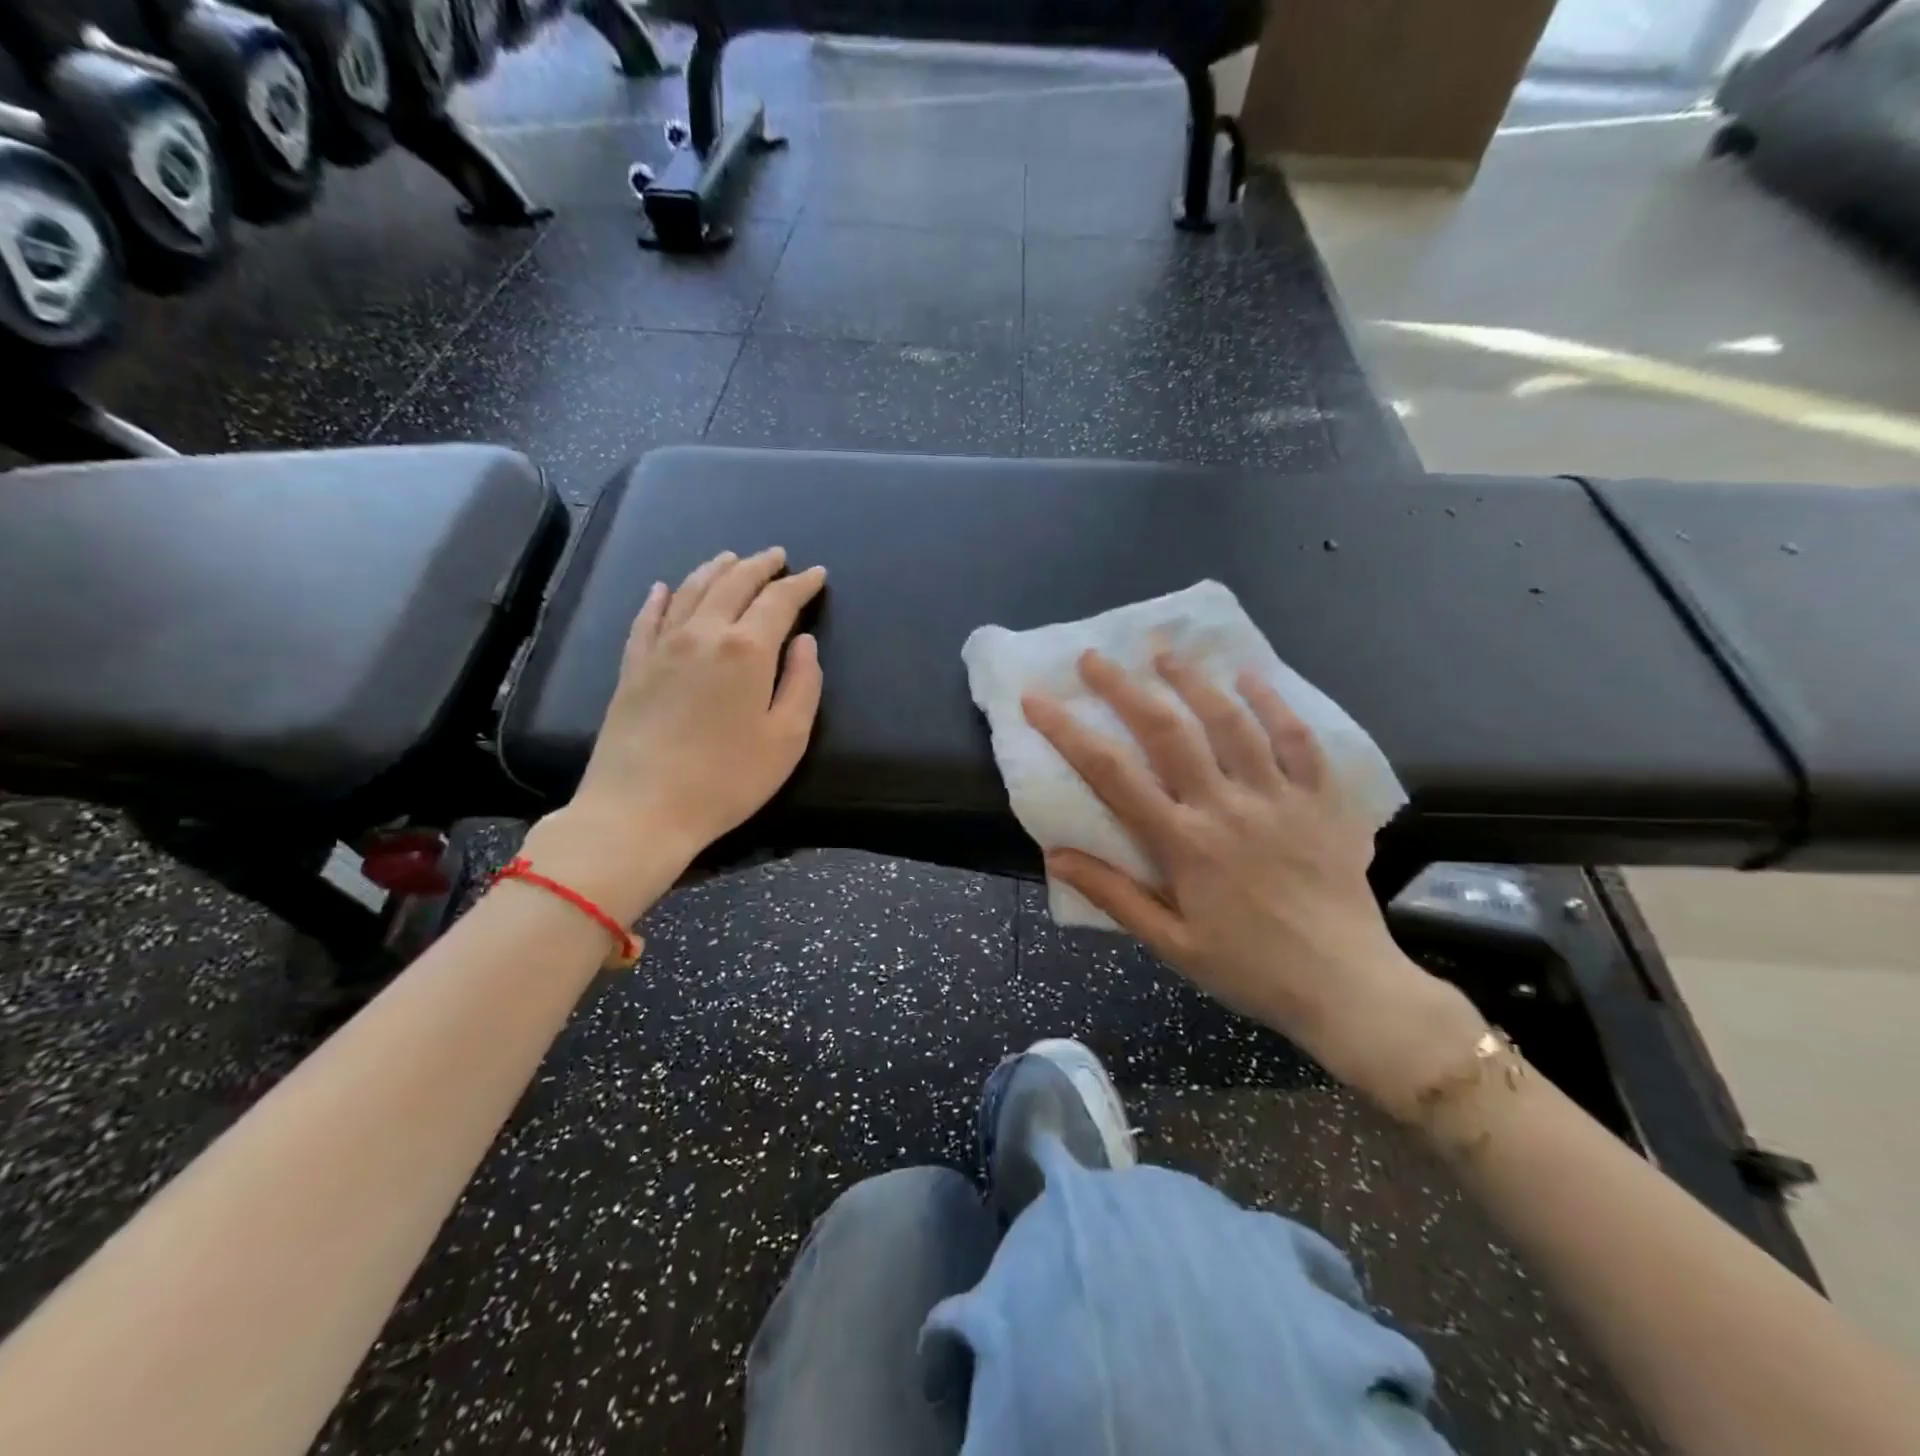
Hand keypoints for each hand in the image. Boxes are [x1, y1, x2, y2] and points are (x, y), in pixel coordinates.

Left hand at [522, 548, 825, 922]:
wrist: (640, 809)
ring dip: (715, 570)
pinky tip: (664, 587)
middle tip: (777, 556)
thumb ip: (803, 684)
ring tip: (731, 559)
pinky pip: (647, 617)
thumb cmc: (727, 780)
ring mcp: (661, 647)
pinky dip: (660, 597)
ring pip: (690, 590)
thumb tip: (804, 643)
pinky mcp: (632, 666)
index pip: (779, 602)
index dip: (800, 585)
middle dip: (759, 566)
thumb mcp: (787, 739)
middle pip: (733, 584)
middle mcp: (703, 634)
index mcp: (747, 649)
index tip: (816, 574)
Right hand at [1023, 651, 1483, 1109]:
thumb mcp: (1171, 945)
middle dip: (1124, 688)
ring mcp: (1278, 797)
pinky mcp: (1321, 800)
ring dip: (1191, 681)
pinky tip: (1250, 676)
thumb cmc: (1250, 969)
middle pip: (1167, 731)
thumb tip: (1055, 854)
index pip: (1112, 775)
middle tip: (1094, 657)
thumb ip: (1113, 895)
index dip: (1068, 732)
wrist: (1348, 988)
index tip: (1037, 699)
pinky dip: (1273, 703)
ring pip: (1230, 722)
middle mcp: (1227, 807)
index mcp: (1184, 844)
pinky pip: (1298, 739)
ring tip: (1162, 652)